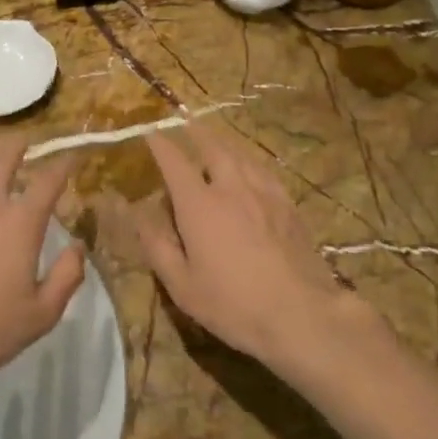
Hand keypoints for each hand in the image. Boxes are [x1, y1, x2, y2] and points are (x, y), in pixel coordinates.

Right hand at [129, 124, 346, 367]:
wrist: (301, 314)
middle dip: (196, 132)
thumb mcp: (182, 285)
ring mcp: (264, 193)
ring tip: (215, 138)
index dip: (160, 145)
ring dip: (223, 142)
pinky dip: (249, 161)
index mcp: (199, 205)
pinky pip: (264, 170)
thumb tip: (136, 216)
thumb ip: (157, 246)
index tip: (150, 133)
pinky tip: (251, 167)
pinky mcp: (288, 205)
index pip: (175, 162)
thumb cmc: (233, 304)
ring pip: (241, 155)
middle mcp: (231, 188)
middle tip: (186, 123)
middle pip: (213, 147)